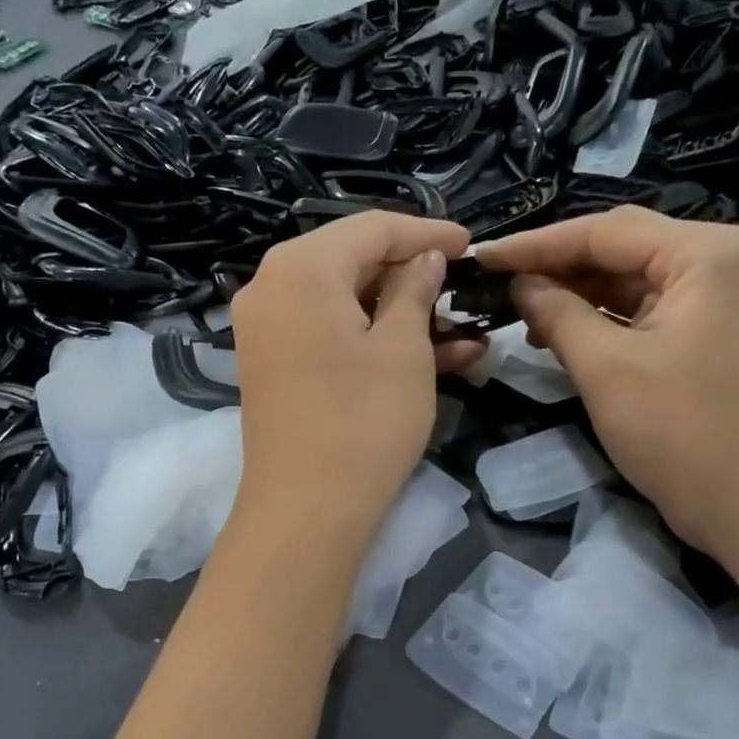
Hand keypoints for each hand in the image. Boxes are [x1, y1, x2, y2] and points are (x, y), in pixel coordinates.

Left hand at [231, 212, 479, 538]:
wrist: (307, 510)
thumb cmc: (363, 421)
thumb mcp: (403, 348)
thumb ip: (415, 289)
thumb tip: (425, 257)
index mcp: (300, 267)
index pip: (372, 228)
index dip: (426, 233)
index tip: (471, 246)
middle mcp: (271, 287)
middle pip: (351, 260)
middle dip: (411, 273)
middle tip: (461, 285)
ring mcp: (266, 328)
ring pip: (343, 301)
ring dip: (400, 313)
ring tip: (460, 328)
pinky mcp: (273, 364)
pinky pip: (327, 332)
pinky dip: (370, 338)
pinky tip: (431, 355)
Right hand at [477, 206, 738, 560]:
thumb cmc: (683, 432)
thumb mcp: (607, 368)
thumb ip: (558, 314)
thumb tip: (520, 284)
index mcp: (703, 253)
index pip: (603, 232)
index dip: (536, 245)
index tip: (482, 257)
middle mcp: (716, 261)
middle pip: (618, 248)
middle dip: (555, 265)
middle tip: (495, 280)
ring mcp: (716, 298)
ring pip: (628, 279)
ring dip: (574, 293)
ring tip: (518, 310)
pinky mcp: (707, 332)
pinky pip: (642, 310)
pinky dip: (599, 318)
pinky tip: (557, 332)